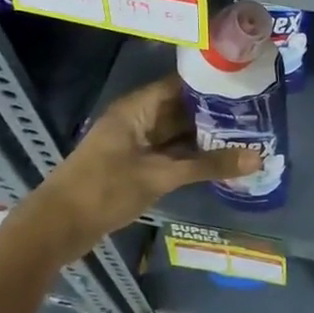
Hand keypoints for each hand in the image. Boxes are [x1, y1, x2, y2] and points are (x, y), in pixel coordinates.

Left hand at [17, 76, 260, 262]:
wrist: (55, 229)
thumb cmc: (104, 190)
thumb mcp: (160, 176)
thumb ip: (208, 166)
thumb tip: (258, 158)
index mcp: (138, 107)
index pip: (182, 84)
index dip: (213, 83)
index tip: (247, 85)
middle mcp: (139, 118)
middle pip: (182, 108)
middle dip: (215, 112)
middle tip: (256, 113)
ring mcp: (137, 143)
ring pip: (178, 133)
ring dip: (206, 136)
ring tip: (247, 134)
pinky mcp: (137, 164)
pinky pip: (171, 152)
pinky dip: (193, 156)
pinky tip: (221, 159)